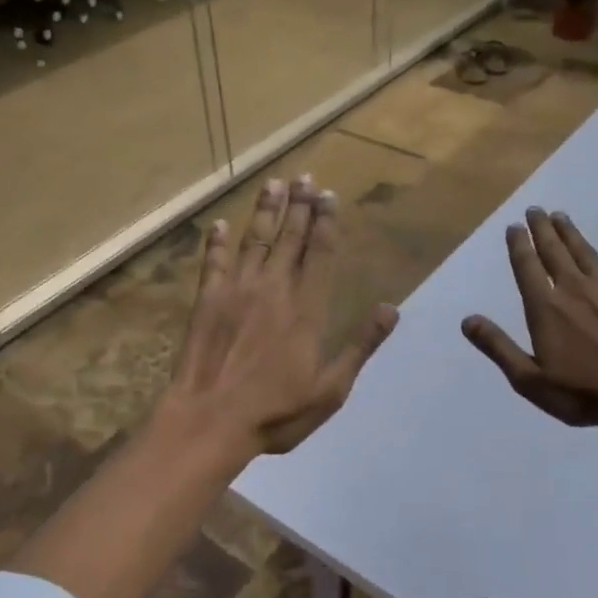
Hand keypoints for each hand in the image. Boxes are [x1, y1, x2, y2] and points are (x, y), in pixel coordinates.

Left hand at [164, 175, 398, 458]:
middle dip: (300, 206)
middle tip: (305, 177)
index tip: (329, 196)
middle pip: (290, 238)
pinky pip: (213, 262)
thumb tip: (390, 309)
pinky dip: (215, 242)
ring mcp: (237, 291)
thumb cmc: (276, 412)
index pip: (321, 254)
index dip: (326, 222)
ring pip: (254, 240)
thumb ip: (360, 346)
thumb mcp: (331, 389)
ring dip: (265, 211)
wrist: (211, 420)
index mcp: (307, 309)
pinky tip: (219, 224)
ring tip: (273, 184)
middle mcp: (274, 289)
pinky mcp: (207, 300)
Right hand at [462, 209, 597, 434]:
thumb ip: (498, 346)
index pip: (527, 267)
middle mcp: (573, 290)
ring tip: (562, 217)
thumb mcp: (528, 379)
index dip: (518, 245)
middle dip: (542, 230)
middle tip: (535, 210)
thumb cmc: (581, 392)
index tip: (514, 226)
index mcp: (545, 307)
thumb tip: (468, 320)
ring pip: (585, 254)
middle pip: (554, 252)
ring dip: (572, 235)